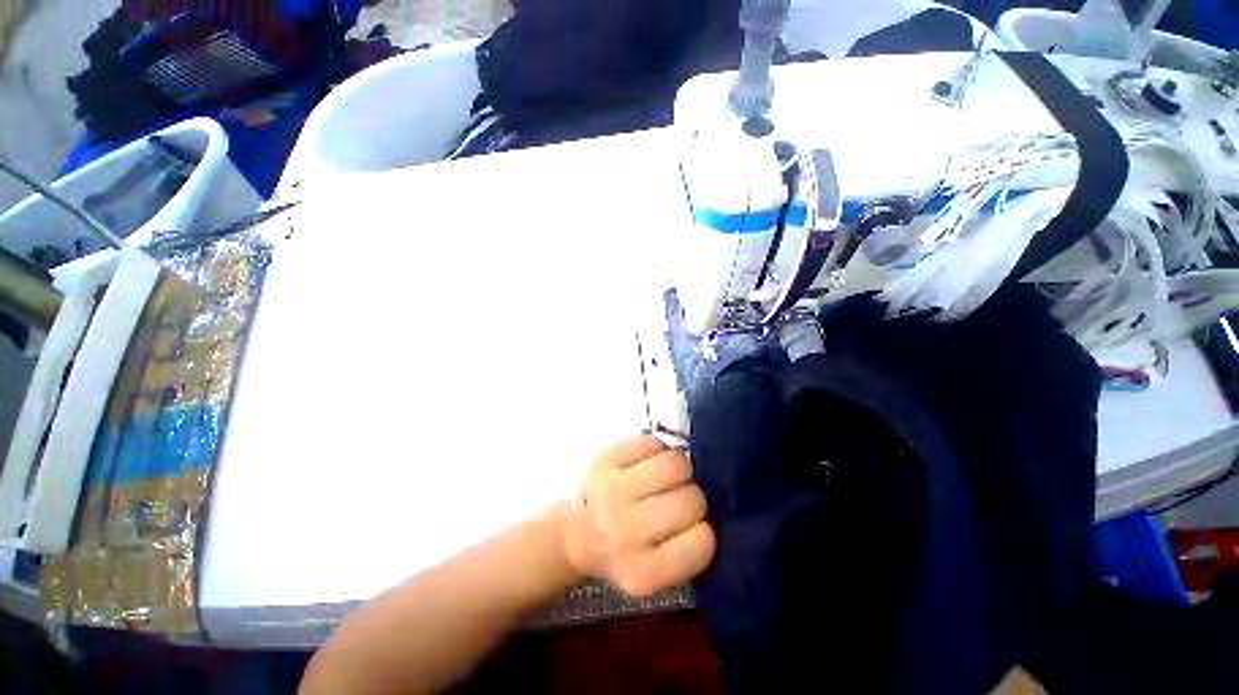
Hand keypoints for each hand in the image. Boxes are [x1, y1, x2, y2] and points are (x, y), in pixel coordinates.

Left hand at [564, 437, 715, 597]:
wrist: (572, 531)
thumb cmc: (620, 552)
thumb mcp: (653, 573)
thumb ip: (685, 551)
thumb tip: (714, 506)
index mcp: (641, 573)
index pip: (703, 542)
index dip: (702, 530)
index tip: (690, 527)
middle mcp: (624, 532)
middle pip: (692, 499)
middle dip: (692, 496)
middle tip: (676, 498)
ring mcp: (611, 490)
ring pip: (675, 464)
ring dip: (679, 468)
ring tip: (665, 476)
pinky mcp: (603, 459)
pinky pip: (651, 443)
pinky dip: (657, 449)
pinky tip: (647, 462)